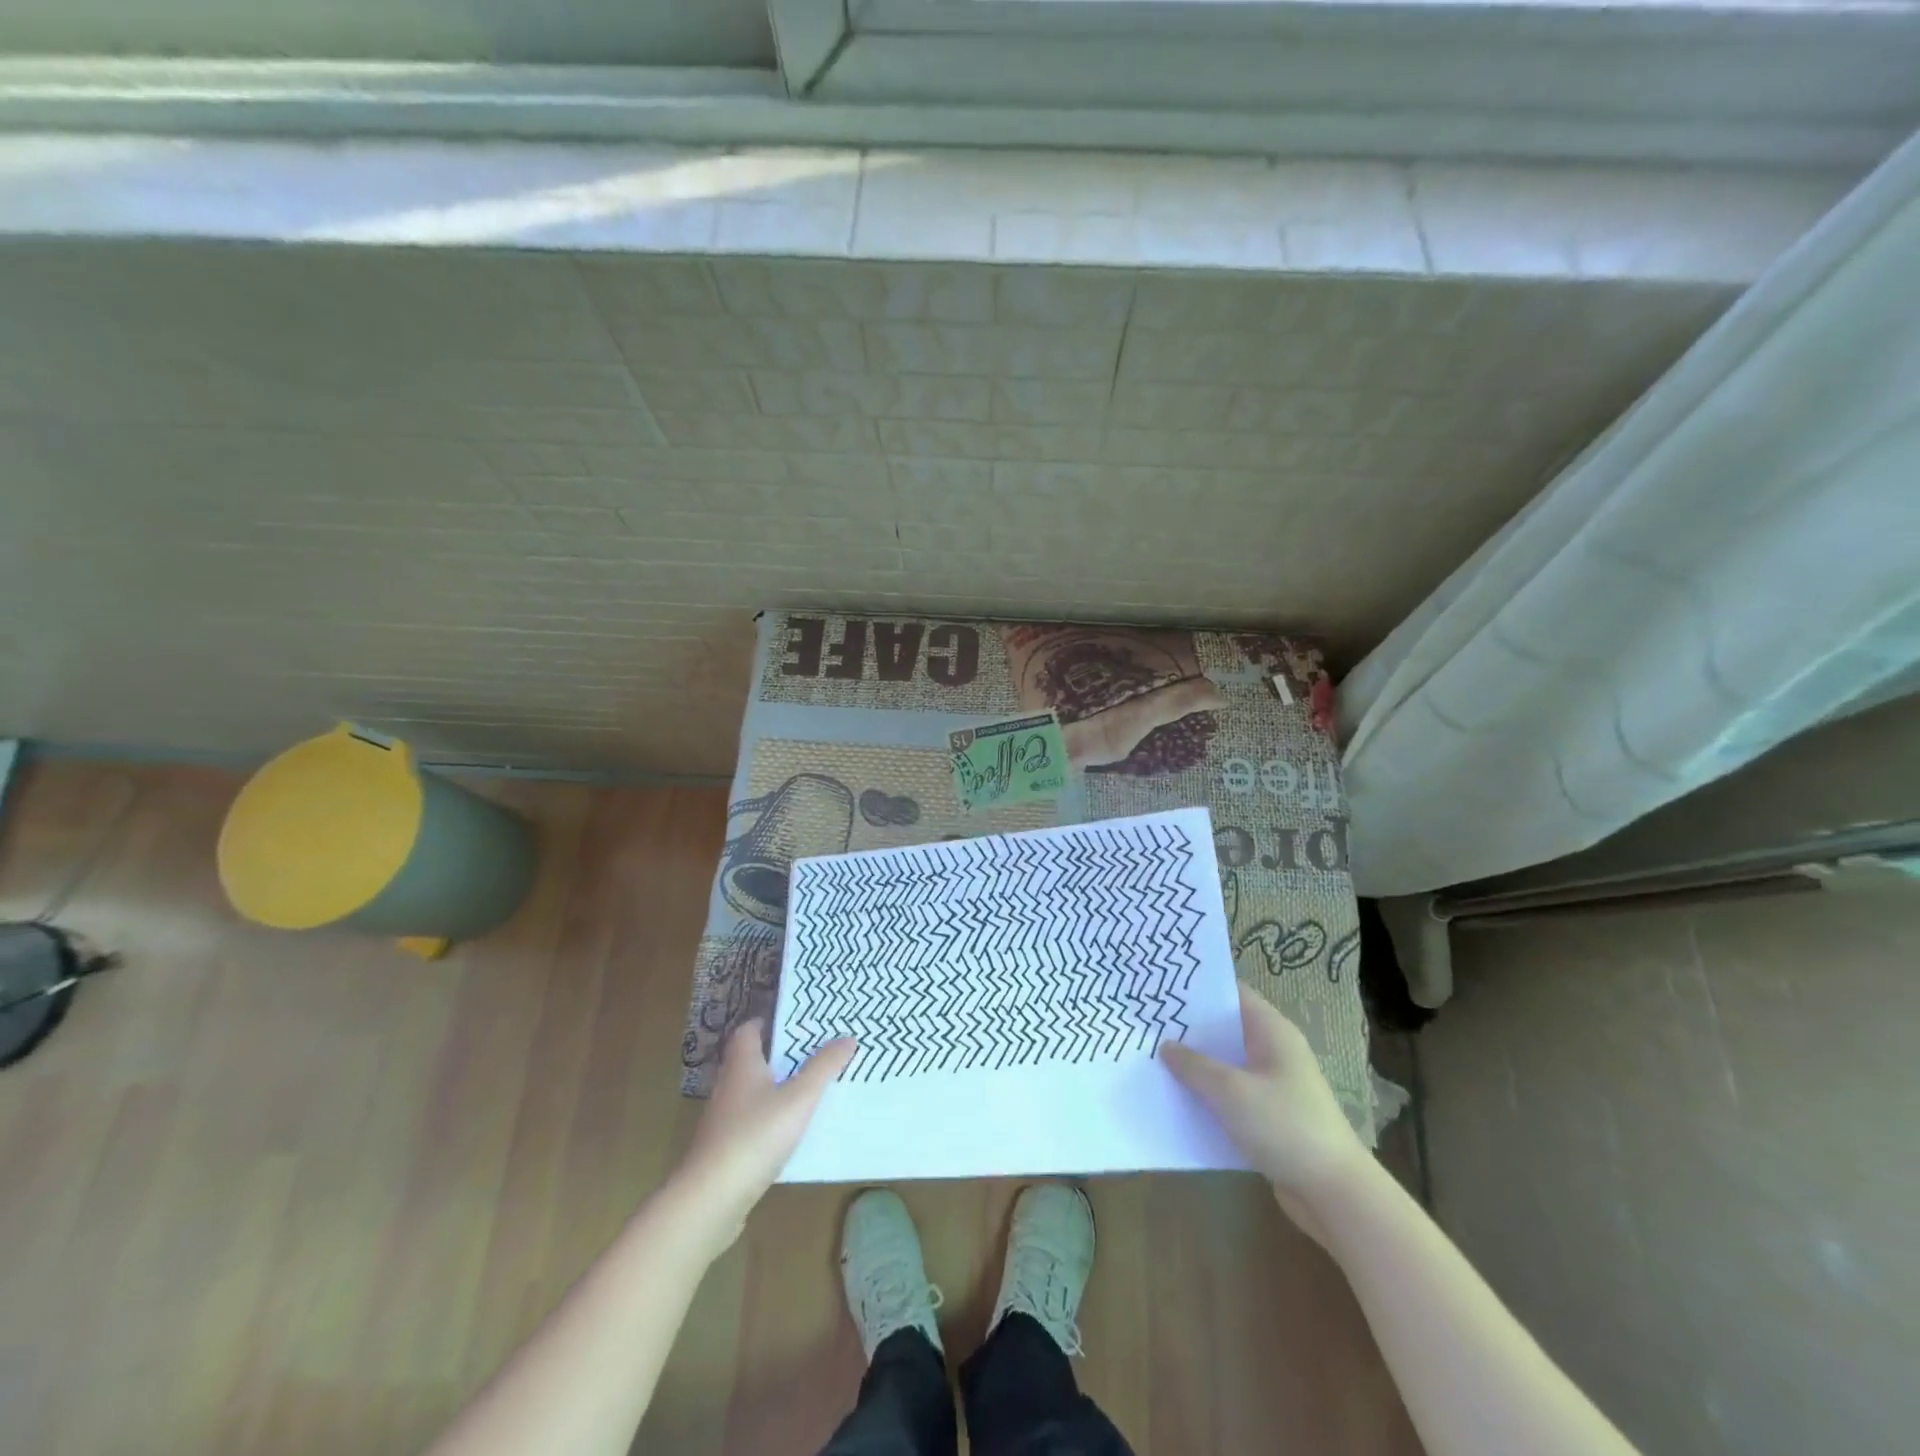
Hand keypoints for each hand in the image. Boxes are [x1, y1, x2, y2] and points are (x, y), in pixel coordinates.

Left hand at [671, 1021, 854, 1253]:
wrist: (710, 1199)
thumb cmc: (755, 1136)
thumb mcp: (799, 1098)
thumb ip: (823, 1067)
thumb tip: (847, 1037)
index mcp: (742, 1065)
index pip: (748, 1031)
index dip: (767, 1023)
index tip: (794, 1022)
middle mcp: (728, 1086)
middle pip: (751, 1060)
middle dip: (779, 1055)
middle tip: (812, 1053)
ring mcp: (723, 1120)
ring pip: (751, 1093)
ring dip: (776, 1089)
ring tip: (809, 1090)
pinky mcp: (724, 1150)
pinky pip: (750, 1123)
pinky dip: (769, 1119)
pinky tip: (791, 1132)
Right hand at [1161, 985, 1370, 1242]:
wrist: (1334, 1193)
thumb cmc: (1285, 1126)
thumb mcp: (1230, 1091)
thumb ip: (1194, 1065)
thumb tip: (1165, 1045)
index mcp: (1271, 1031)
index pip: (1231, 992)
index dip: (1198, 987)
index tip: (1160, 985)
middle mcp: (1273, 1050)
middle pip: (1225, 1027)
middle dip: (1188, 1026)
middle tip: (1146, 1021)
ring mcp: (1272, 1084)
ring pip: (1225, 1062)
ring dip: (1195, 1063)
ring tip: (1151, 1056)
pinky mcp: (1268, 1115)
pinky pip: (1230, 1093)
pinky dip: (1207, 1092)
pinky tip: (1176, 1097)